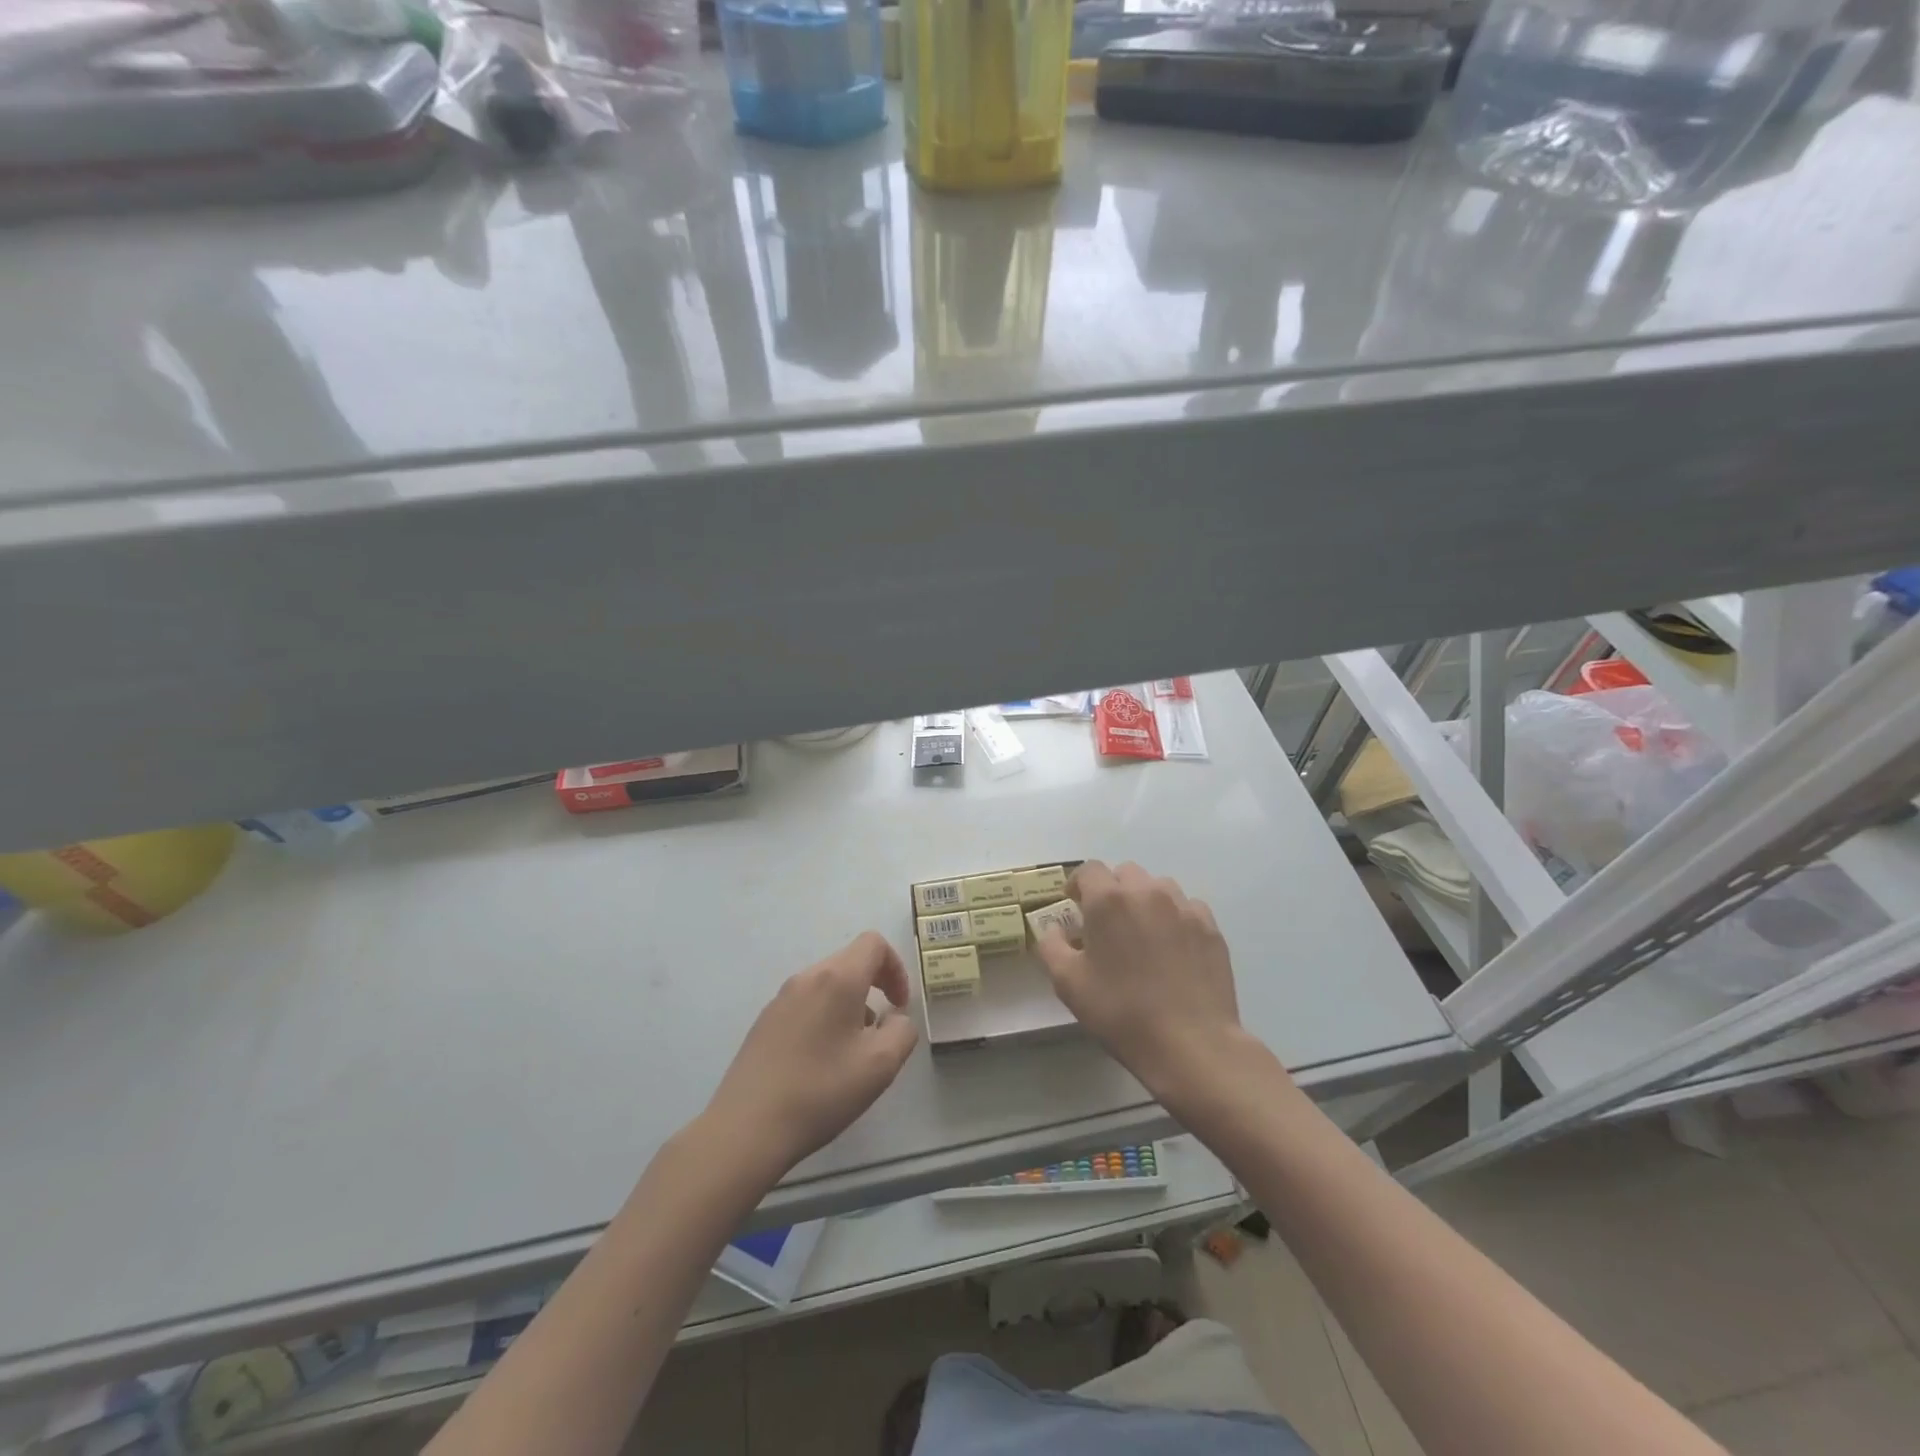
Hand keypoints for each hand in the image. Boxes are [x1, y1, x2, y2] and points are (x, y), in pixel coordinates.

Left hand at [704, 932, 918, 1177]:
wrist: (746, 1128)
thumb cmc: (821, 1091)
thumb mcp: (881, 1065)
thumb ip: (902, 1031)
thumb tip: (894, 1018)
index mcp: (837, 979)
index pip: (873, 943)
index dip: (896, 968)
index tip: (899, 1005)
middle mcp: (807, 978)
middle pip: (850, 961)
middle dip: (874, 987)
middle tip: (879, 1032)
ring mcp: (780, 998)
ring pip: (827, 984)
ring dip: (849, 1005)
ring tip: (850, 1053)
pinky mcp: (764, 1022)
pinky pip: (806, 1003)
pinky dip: (824, 1018)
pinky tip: (819, 1063)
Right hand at [1034, 861, 1250, 1109]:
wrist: (1190, 1043)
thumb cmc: (1120, 1012)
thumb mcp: (1068, 984)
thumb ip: (1051, 946)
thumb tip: (1055, 929)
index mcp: (1108, 900)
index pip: (1089, 870)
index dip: (1078, 885)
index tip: (1075, 906)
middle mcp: (1147, 891)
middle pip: (1125, 873)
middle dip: (1112, 890)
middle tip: (1108, 924)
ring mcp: (1183, 907)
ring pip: (1158, 887)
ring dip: (1145, 901)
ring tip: (1142, 934)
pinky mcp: (1210, 927)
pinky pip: (1187, 908)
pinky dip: (1175, 918)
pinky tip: (1173, 948)